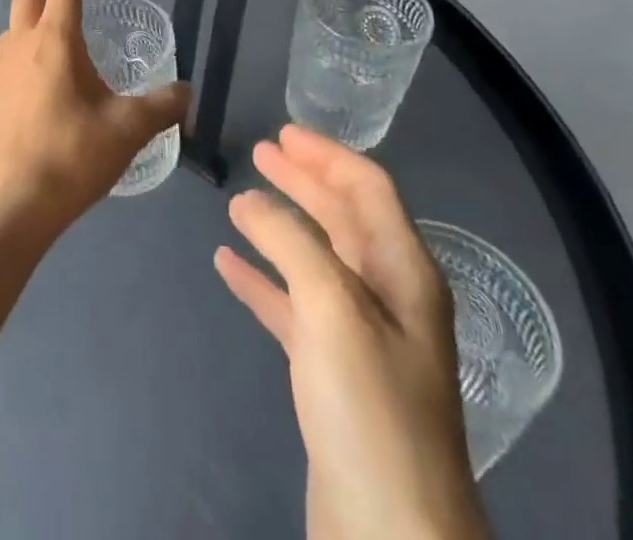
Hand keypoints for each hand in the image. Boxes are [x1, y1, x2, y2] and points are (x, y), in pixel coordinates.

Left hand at [0, 0, 189, 240]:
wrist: (12, 207)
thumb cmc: (73, 157)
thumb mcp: (128, 130)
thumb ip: (163, 106)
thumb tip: (187, 91)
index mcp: (54, 41)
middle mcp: (19, 46)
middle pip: (26, 1)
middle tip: (73, 16)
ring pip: (10, 34)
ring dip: (31, 33)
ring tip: (57, 60)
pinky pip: (1, 69)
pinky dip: (19, 68)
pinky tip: (35, 100)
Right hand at [214, 126, 488, 539]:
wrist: (389, 535)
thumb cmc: (370, 407)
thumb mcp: (333, 308)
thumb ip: (292, 242)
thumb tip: (251, 200)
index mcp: (403, 271)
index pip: (368, 188)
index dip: (327, 155)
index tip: (283, 132)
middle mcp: (387, 295)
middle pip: (343, 218)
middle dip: (303, 182)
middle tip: (261, 153)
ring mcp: (360, 337)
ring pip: (315, 259)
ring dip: (279, 226)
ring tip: (239, 201)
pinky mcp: (332, 374)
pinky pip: (293, 306)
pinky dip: (263, 279)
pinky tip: (229, 265)